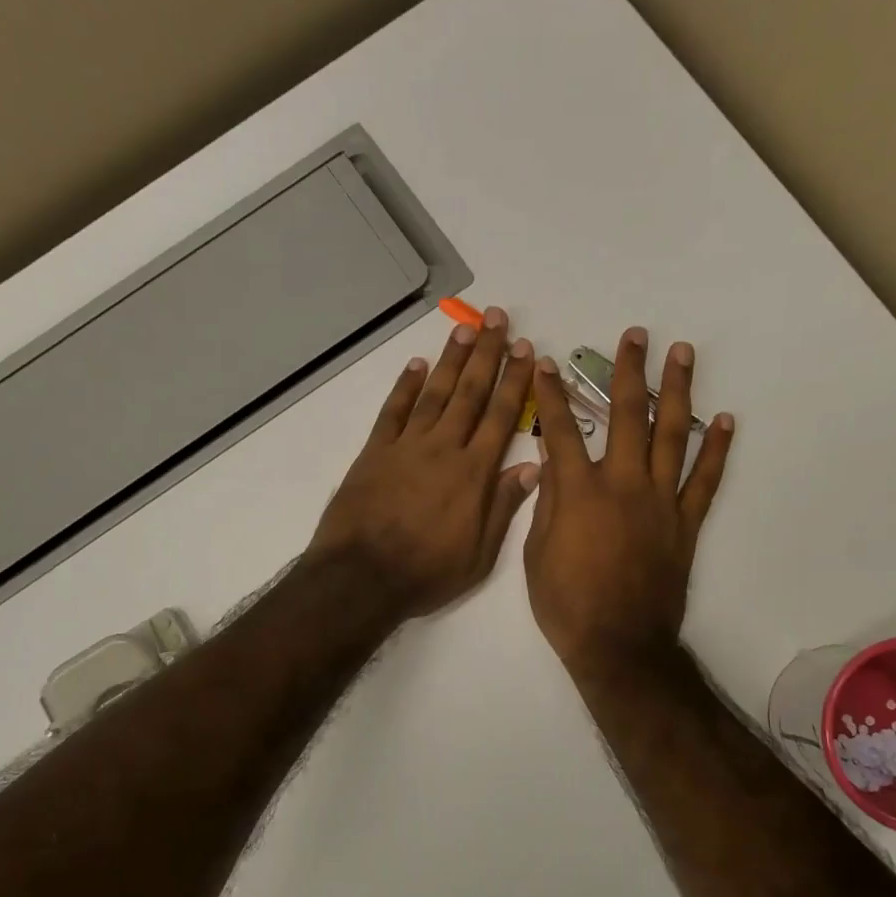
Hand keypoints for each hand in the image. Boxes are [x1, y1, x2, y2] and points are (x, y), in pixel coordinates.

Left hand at [309, 306, 538, 617]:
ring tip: (466, 328)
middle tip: (499, 319)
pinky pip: (393, 411)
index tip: (526, 350)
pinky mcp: (375, 452)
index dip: (515, 381)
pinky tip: (416, 365)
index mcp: (474, 473)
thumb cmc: (427, 573)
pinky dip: (404, 386)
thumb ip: (504, 507)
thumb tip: (533, 467)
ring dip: (451, 359)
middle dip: (487, 354)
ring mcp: (407, 447)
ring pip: (435, 393)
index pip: (502, 416)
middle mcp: (444, 449)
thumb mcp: (479, 554)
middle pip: (470, 393)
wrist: (362, 577)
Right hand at [524, 327, 733, 682]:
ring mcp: (660, 501)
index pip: (560, 430)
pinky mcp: (685, 522)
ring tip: (682, 354)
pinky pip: (705, 479)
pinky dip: (716, 449)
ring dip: (677, 391)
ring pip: (672, 434)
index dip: (552, 394)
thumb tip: (551, 462)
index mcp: (579, 491)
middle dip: (628, 371)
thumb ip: (548, 502)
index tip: (548, 363)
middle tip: (636, 336)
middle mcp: (623, 484)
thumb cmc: (566, 604)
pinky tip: (725, 420)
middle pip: (626, 415)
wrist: (618, 644)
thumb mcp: (536, 553)